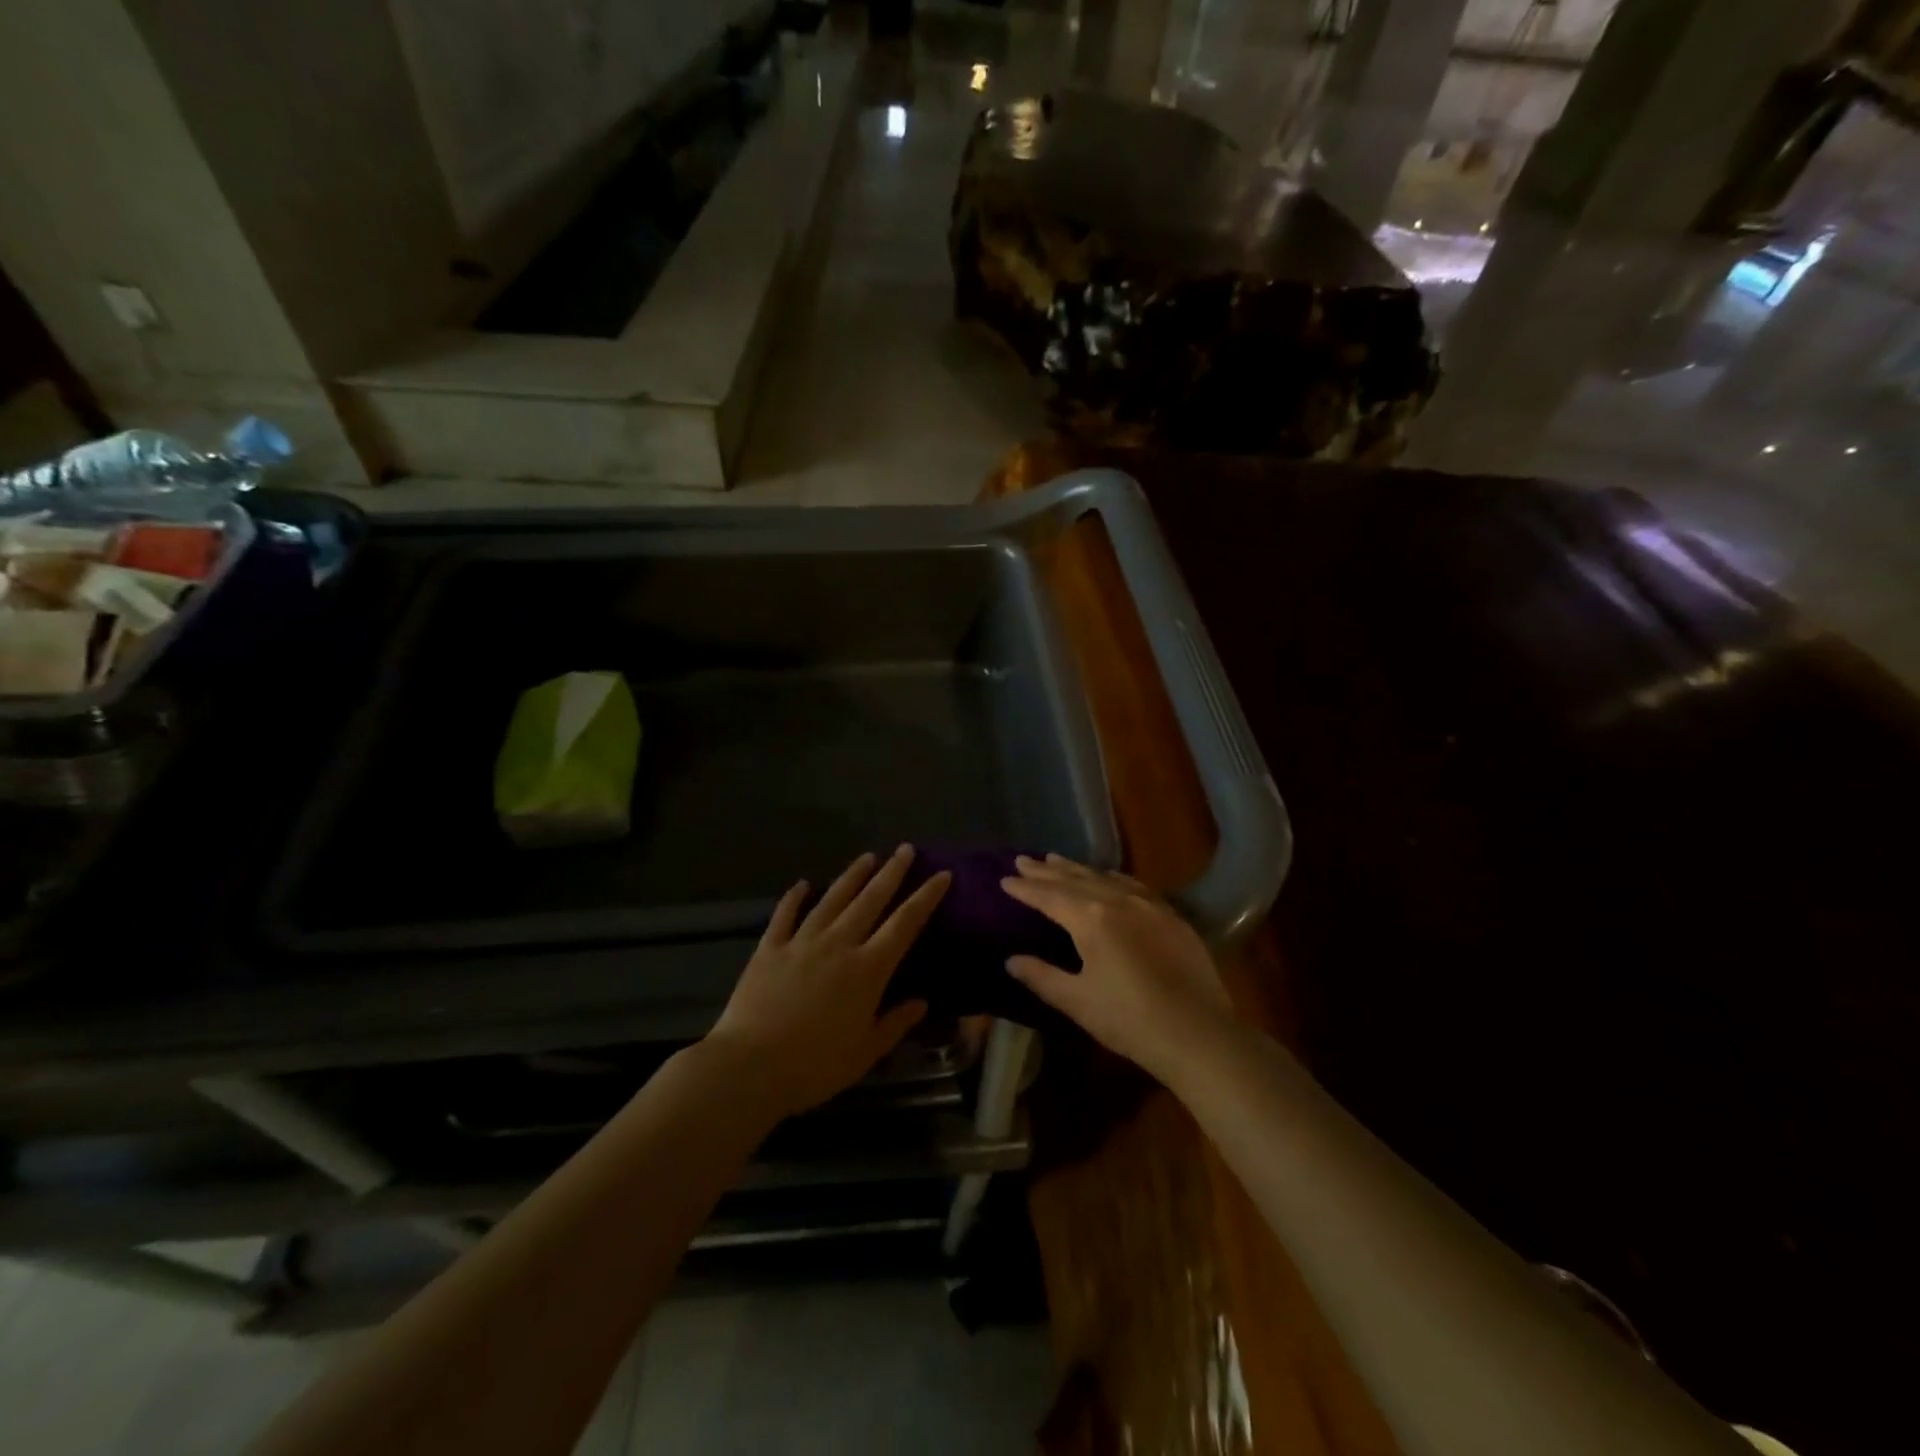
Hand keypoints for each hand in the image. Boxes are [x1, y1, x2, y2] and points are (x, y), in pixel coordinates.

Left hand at [708, 846, 950, 1116]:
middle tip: (905, 849)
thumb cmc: (815, 1066)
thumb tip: (922, 1001)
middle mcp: (838, 945)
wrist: (750, 1067)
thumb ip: (895, 1023)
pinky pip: (785, 915)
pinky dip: (794, 897)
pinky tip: (802, 884)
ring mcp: (801, 942)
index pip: (904, 924)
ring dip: (852, 876)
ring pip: (832, 899)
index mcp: (867, 969)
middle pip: (871, 900)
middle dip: (892, 872)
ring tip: (868, 856)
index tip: (942, 875)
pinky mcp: (770, 948)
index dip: (925, 898)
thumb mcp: (865, 1052)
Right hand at [1000, 854, 1232, 1082]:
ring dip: (1077, 868)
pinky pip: (1132, 885)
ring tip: (1057, 859)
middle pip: (1074, 879)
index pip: (1049, 896)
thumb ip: (1042, 976)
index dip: (1025, 888)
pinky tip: (1108, 877)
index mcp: (1090, 919)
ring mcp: (1148, 904)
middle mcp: (1117, 900)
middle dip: (1047, 870)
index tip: (1005, 878)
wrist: (1198, 1032)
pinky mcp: (1171, 916)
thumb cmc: (1129, 1020)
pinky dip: (1110, 877)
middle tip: (1024, 859)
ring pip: (1104, 877)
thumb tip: (1011, 960)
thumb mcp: (1077, 1001)